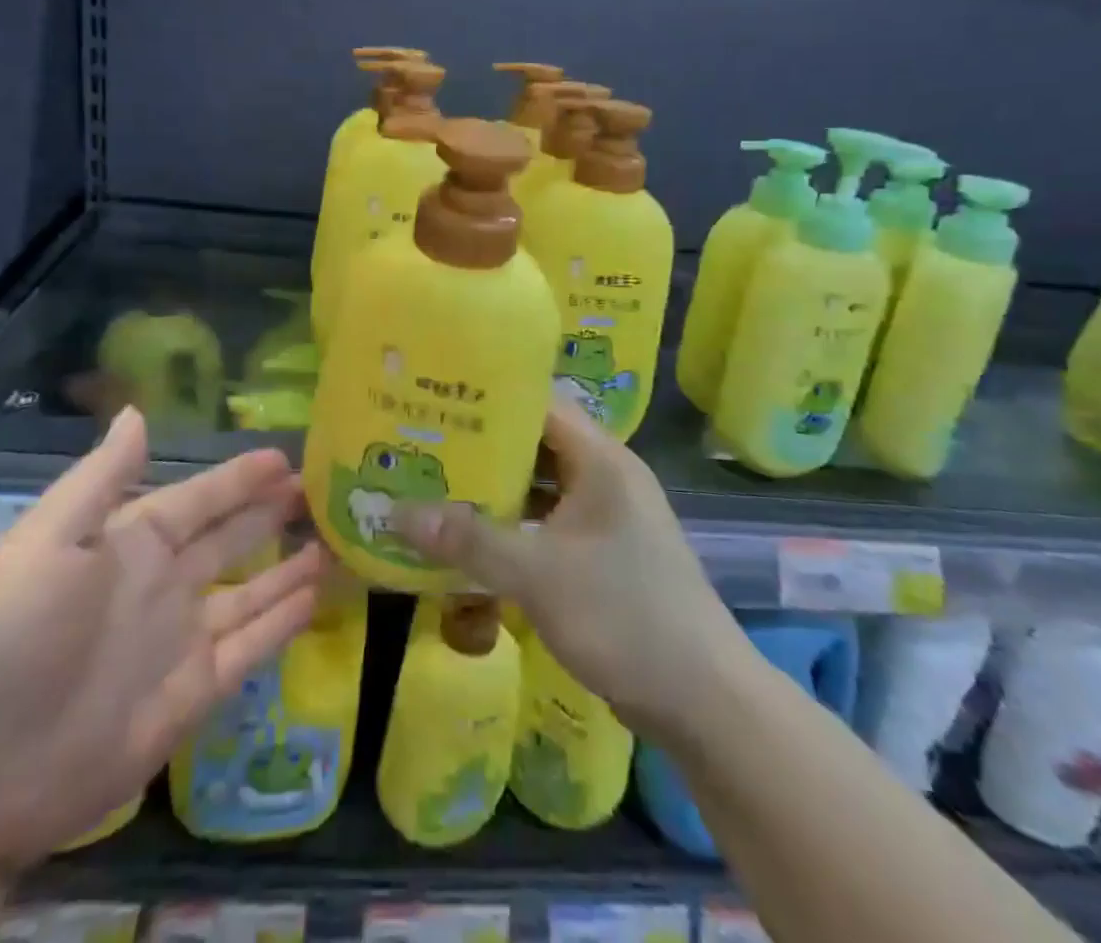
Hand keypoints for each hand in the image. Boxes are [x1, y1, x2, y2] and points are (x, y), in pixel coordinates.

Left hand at [0, 408, 324, 873]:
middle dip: (271, 511)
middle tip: (320, 487)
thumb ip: (100, 480)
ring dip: (289, 565)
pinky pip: (251, 647)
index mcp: (128, 545)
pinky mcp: (194, 694)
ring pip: (251, 590)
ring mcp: (181, 640)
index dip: (238, 478)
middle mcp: (162, 585)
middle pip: (231, 538)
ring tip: (334, 540)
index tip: (282, 456)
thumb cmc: (5, 642)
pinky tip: (317, 597)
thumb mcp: (45, 544)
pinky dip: (283, 622)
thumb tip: (137, 411)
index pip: (198, 500)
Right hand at [394, 397, 753, 744]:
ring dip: (495, 493)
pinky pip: (548, 526)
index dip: (490, 400)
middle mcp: (605, 477)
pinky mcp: (603, 555)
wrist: (704, 701)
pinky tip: (472, 543)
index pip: (539, 404)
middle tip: (423, 448)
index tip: (438, 402)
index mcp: (600, 460)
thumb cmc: (624, 615)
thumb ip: (469, 540)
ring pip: (540, 489)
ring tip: (435, 489)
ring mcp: (606, 518)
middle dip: (481, 449)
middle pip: (535, 445)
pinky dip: (514, 529)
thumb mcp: (538, 574)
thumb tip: (396, 513)